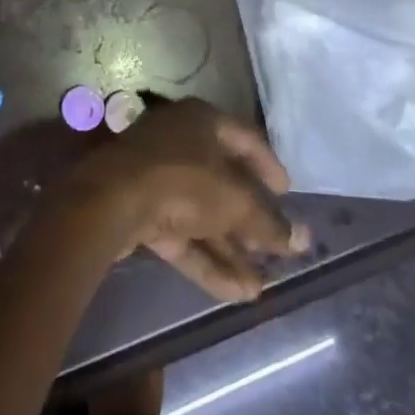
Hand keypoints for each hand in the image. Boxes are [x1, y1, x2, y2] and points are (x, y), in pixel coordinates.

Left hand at [64, 99, 308, 301]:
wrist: (112, 200)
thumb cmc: (184, 182)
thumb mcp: (235, 201)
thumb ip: (269, 222)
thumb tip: (302, 239)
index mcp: (202, 121)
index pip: (246, 139)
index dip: (269, 166)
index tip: (288, 195)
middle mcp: (180, 141)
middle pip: (223, 180)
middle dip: (250, 219)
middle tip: (276, 249)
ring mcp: (157, 176)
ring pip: (202, 213)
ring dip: (231, 248)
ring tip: (262, 286)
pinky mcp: (141, 210)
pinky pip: (182, 234)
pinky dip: (207, 260)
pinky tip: (237, 293)